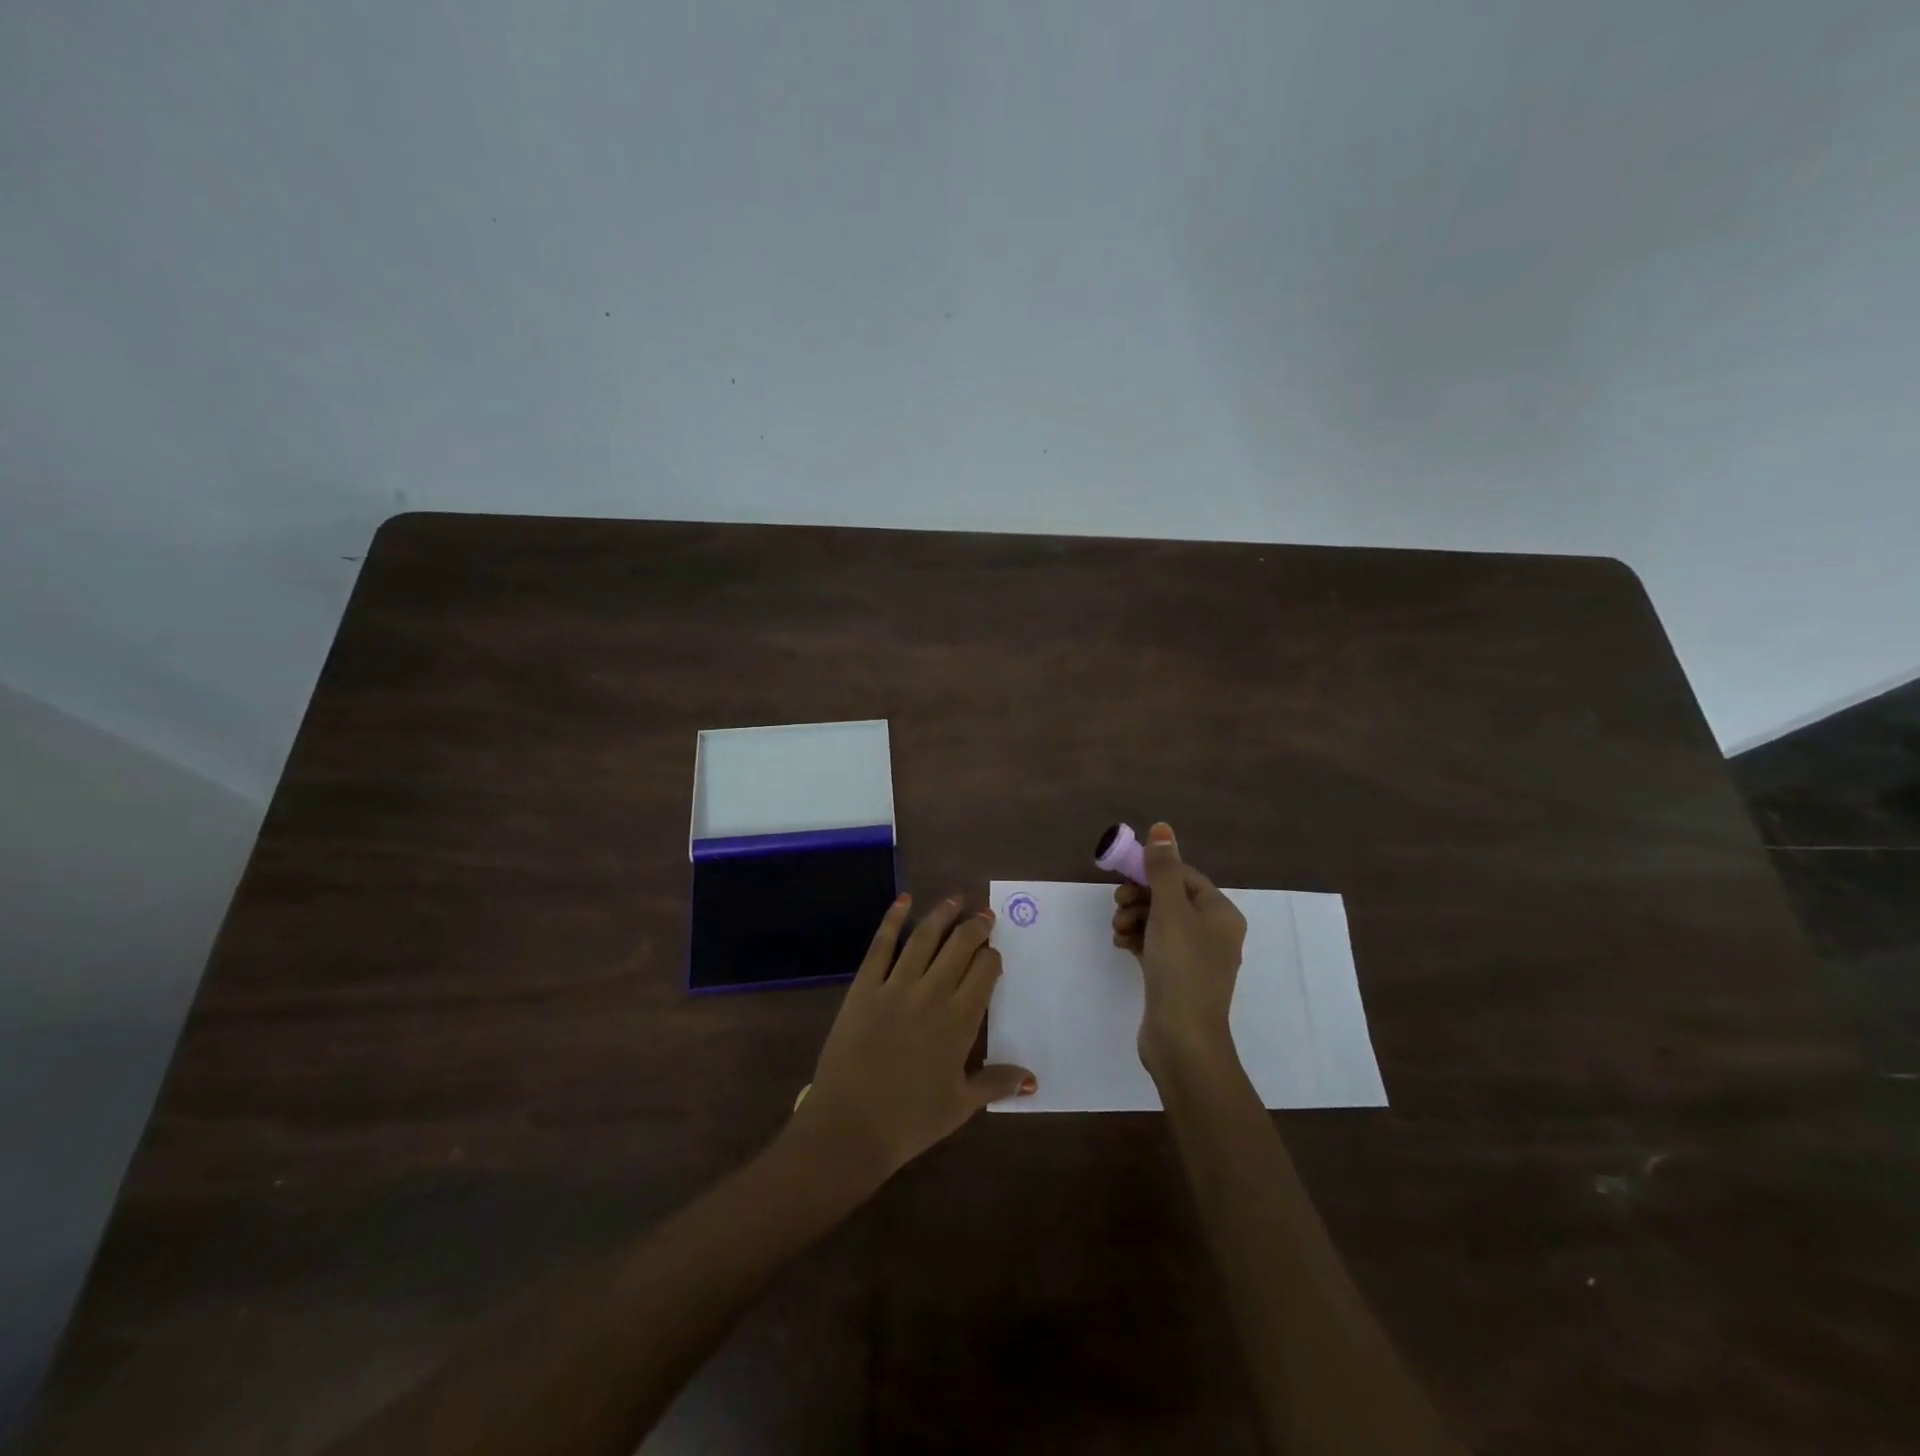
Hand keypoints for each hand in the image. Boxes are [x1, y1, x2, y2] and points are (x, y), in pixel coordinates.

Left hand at [790, 895, 1035, 1189]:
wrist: (851, 1126)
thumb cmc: (910, 1120)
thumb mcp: (961, 1105)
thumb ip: (996, 1082)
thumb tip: (1032, 1078)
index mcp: (960, 1020)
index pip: (985, 971)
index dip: (992, 957)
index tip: (994, 954)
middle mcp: (932, 993)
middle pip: (960, 946)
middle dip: (976, 927)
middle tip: (984, 915)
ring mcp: (895, 986)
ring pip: (925, 938)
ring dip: (942, 914)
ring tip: (956, 899)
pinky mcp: (864, 986)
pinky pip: (881, 946)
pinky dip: (893, 919)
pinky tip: (904, 900)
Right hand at [1110, 823, 1246, 1080]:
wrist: (1182, 1039)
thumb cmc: (1180, 967)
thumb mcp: (1170, 910)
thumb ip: (1162, 869)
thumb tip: (1163, 828)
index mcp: (1220, 913)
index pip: (1185, 876)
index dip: (1153, 872)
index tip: (1124, 877)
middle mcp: (1213, 932)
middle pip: (1170, 898)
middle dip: (1140, 897)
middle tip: (1117, 905)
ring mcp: (1195, 958)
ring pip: (1159, 922)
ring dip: (1134, 918)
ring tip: (1118, 930)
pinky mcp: (1176, 977)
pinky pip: (1155, 945)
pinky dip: (1137, 939)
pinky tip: (1121, 944)